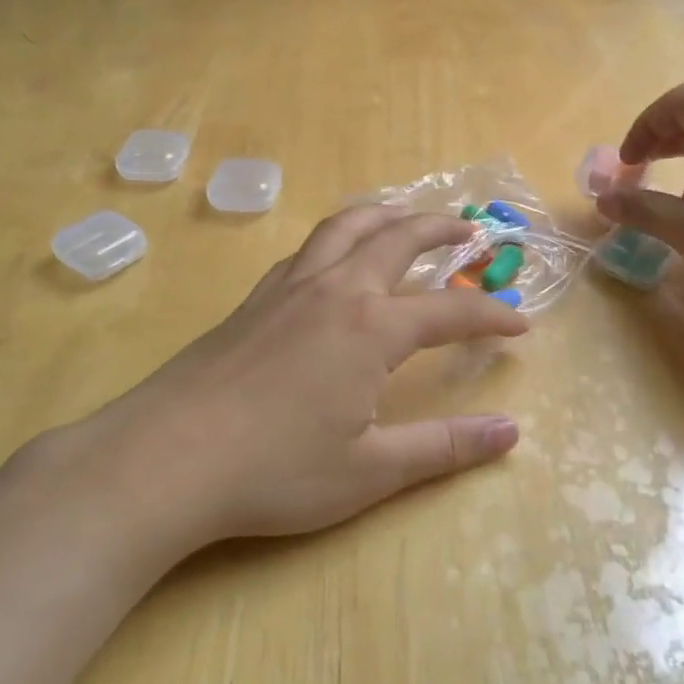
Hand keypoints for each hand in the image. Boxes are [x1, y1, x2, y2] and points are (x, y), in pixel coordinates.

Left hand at [62, 205, 528, 551]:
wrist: (163, 458)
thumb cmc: (274, 469)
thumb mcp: (370, 469)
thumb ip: (445, 447)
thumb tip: (511, 432)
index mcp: (371, 328)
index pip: (449, 311)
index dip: (490, 316)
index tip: (520, 325)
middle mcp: (335, 291)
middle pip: (397, 239)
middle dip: (440, 230)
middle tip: (469, 231)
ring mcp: (288, 289)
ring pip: (344, 228)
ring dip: (384, 214)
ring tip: (404, 213)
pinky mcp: (253, 300)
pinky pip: (307, 248)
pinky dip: (336, 237)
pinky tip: (333, 258)